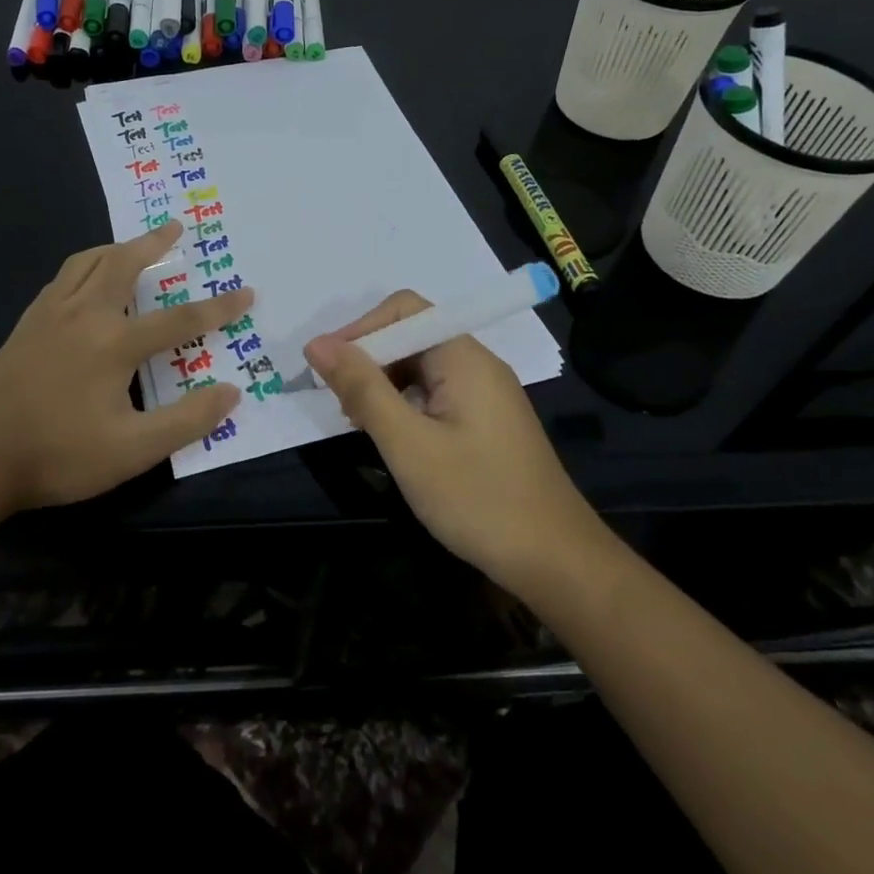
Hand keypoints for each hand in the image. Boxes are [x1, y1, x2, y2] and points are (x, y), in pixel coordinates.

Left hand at [0, 221, 251, 510]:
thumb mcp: (131, 450)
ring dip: (114, 249)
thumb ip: (185, 421)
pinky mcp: (24, 327)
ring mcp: (48, 317)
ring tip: (130, 245)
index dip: (217, 308)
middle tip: (174, 228)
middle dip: (153, 244)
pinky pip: (60, 281)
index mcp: (113, 343)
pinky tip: (82, 283)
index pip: (179, 320)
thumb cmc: (57, 454)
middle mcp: (83, 316)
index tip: (246, 292)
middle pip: (123, 265)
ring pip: (85, 264)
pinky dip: (82, 268)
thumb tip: (230, 393)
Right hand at [304, 291, 599, 594]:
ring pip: (420, 369)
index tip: (327, 369)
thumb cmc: (478, 499)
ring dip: (384, 387)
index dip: (361, 330)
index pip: (404, 310)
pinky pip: (435, 395)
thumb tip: (317, 344)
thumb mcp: (408, 444)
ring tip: (361, 427)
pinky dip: (405, 408)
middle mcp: (477, 364)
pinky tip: (393, 441)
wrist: (556, 563)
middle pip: (411, 337)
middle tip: (342, 407)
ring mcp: (484, 395)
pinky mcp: (485, 423)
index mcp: (464, 357)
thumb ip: (362, 389)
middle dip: (369, 361)